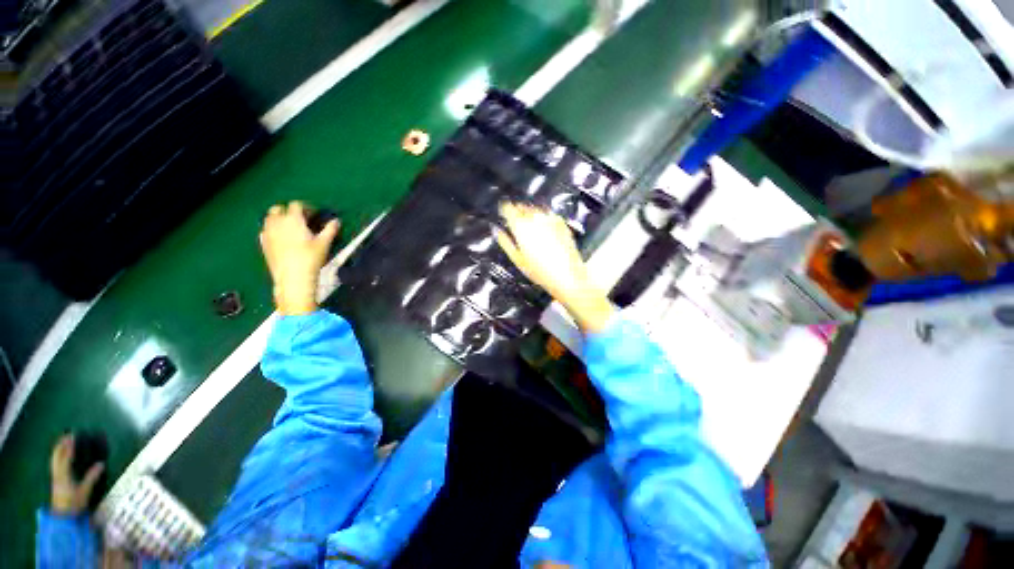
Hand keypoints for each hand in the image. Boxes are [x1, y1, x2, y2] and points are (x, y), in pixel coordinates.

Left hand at [50, 434, 103, 515]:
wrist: (62, 516)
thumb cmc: (74, 504)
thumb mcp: (84, 492)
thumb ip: (92, 478)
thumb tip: (101, 464)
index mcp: (64, 475)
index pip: (66, 457)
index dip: (69, 446)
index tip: (73, 436)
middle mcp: (57, 473)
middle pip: (57, 456)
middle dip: (60, 445)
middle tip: (66, 435)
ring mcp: (55, 477)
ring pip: (54, 460)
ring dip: (57, 449)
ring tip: (62, 441)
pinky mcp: (55, 479)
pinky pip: (55, 464)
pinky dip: (56, 456)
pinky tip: (59, 455)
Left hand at [260, 201, 339, 315]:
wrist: (293, 277)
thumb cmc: (311, 258)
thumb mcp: (324, 243)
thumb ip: (330, 230)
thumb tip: (336, 221)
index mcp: (292, 219)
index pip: (296, 205)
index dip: (306, 208)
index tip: (314, 215)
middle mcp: (276, 222)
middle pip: (278, 209)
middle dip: (289, 211)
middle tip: (301, 220)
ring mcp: (267, 233)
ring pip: (269, 219)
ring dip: (279, 219)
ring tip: (291, 229)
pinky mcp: (263, 243)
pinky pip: (266, 230)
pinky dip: (273, 230)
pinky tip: (282, 239)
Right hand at [496, 203, 613, 332]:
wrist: (567, 276)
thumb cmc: (541, 272)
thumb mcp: (517, 259)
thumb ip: (505, 242)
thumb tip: (497, 231)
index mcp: (521, 226)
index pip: (508, 208)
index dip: (504, 210)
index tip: (503, 214)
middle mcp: (535, 218)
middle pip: (522, 207)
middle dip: (517, 212)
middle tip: (516, 223)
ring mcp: (550, 219)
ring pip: (535, 209)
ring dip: (530, 214)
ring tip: (530, 227)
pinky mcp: (562, 223)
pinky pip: (548, 215)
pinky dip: (544, 219)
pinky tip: (544, 230)